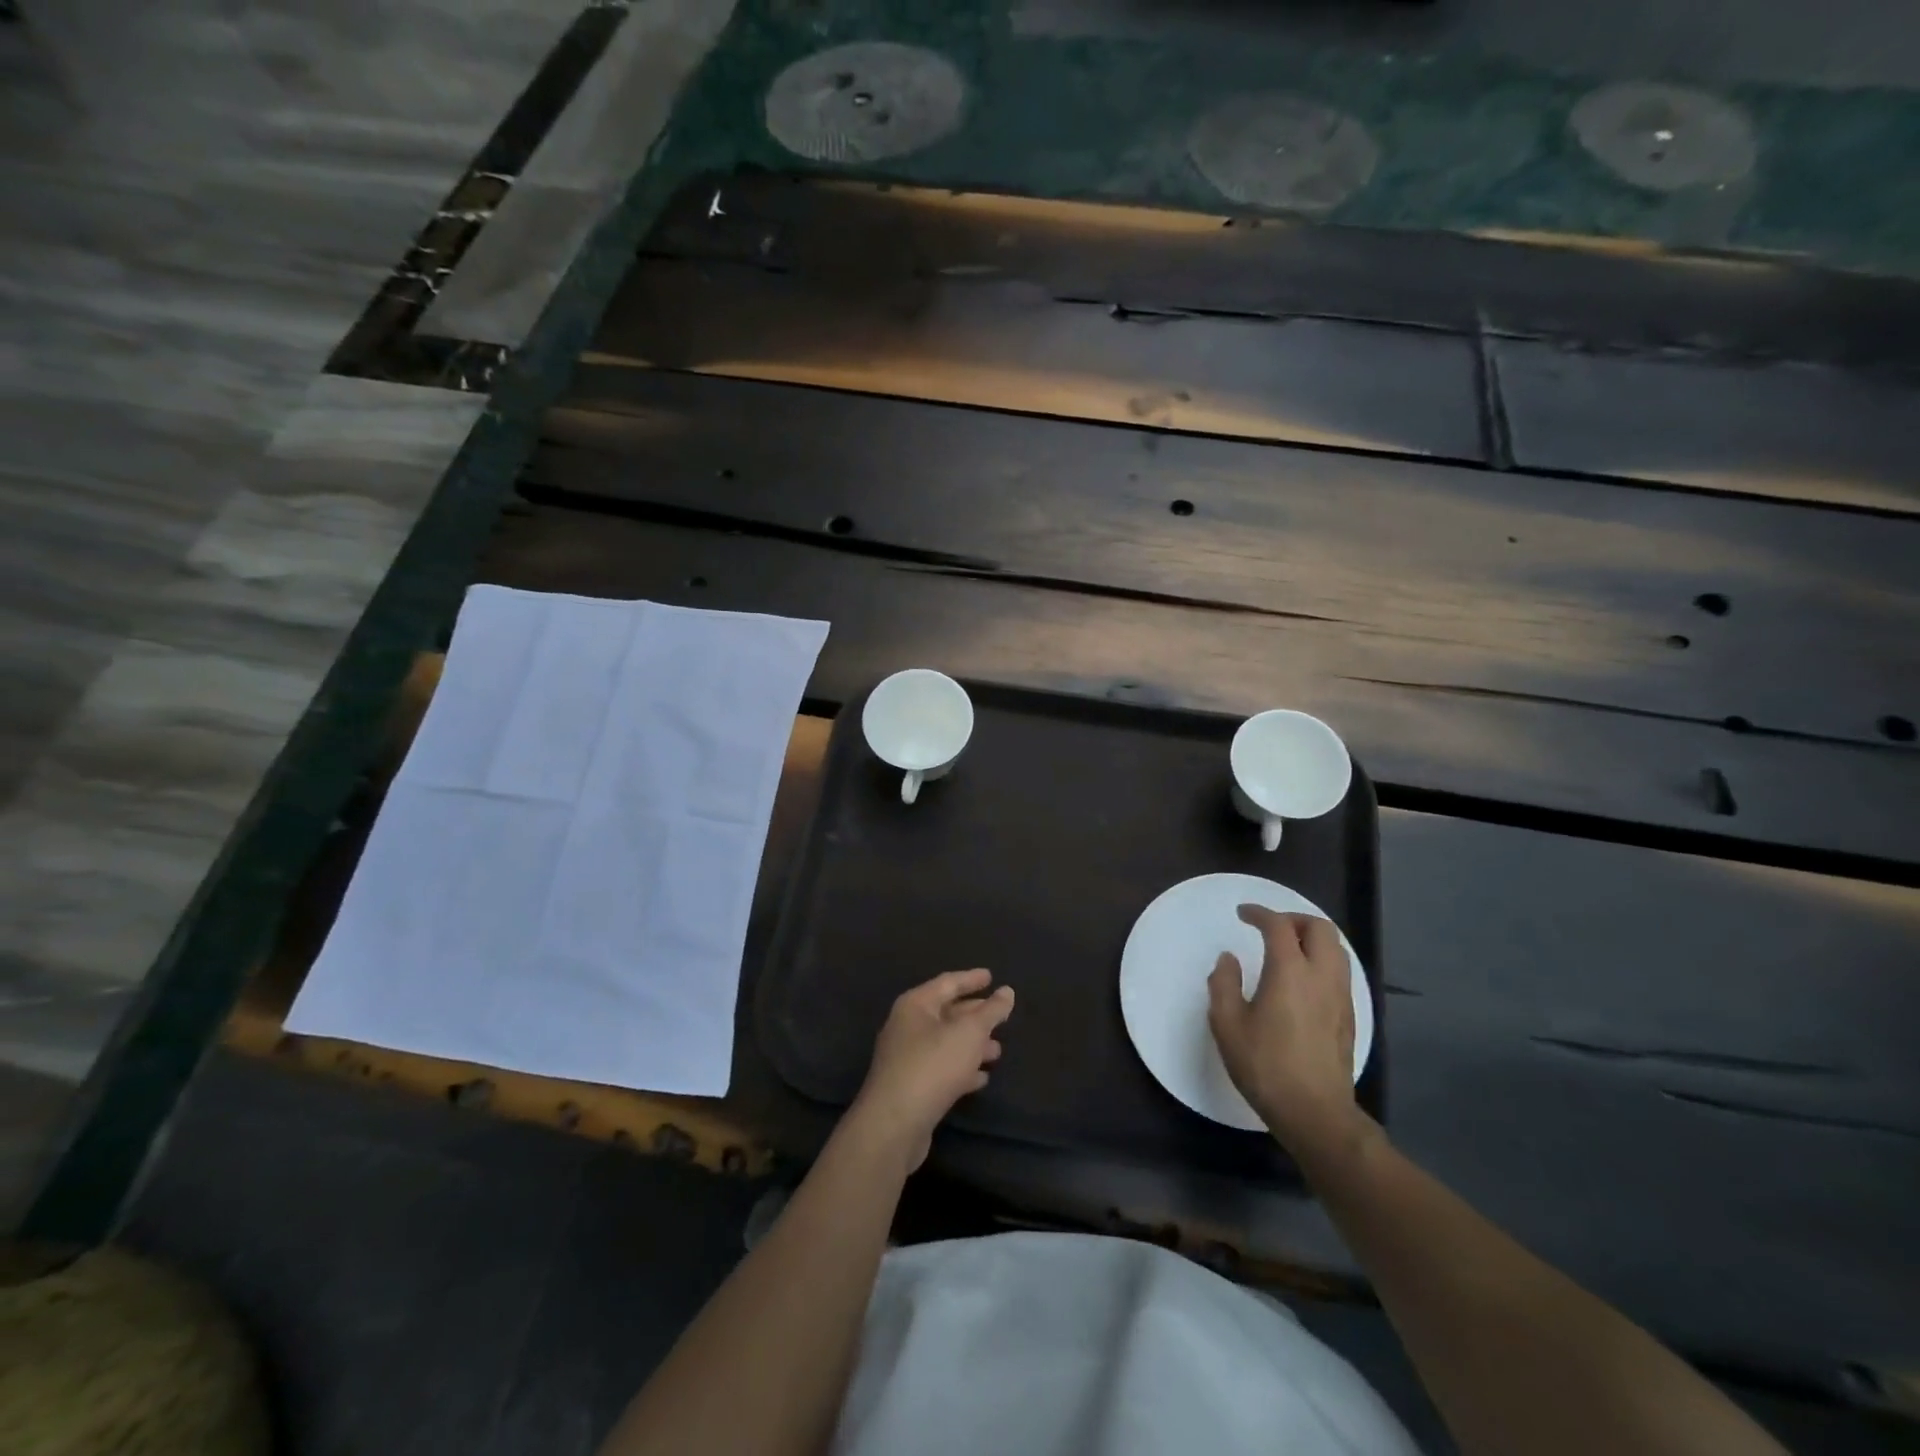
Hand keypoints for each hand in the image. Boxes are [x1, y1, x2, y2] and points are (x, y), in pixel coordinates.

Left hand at [846, 969, 1014, 1169]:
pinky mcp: (911, 1087)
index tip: (992, 977)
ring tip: (998, 1051)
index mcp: (916, 1005)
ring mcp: (907, 1058)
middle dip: (975, 1015)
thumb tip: (1007, 991)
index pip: (948, 983)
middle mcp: (907, 1026)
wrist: (895, 1124)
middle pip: (947, 1013)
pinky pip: (941, 1069)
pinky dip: (962, 1069)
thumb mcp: (969, 1033)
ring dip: (972, 1045)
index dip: (971, 979)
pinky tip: (981, 1078)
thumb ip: (991, 1011)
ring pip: (946, 1043)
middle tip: (1001, 1017)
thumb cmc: (933, 1065)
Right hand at [1208, 906, 1364, 1154]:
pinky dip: (1321, 961)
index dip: (1259, 913)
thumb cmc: (1265, 1065)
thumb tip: (1229, 959)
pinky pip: (1339, 972)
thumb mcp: (1227, 1024)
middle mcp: (1321, 976)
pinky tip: (1302, 980)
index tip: (1243, 914)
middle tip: (1270, 928)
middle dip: (1294, 919)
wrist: (1315, 1113)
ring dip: (1312, 939)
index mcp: (1290, 971)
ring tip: (1288, 950)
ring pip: (1336, 949)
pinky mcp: (1349, 1017)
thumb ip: (1223, 984)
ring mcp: (1340, 997)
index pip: (1278, 926)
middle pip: (1319, 928)